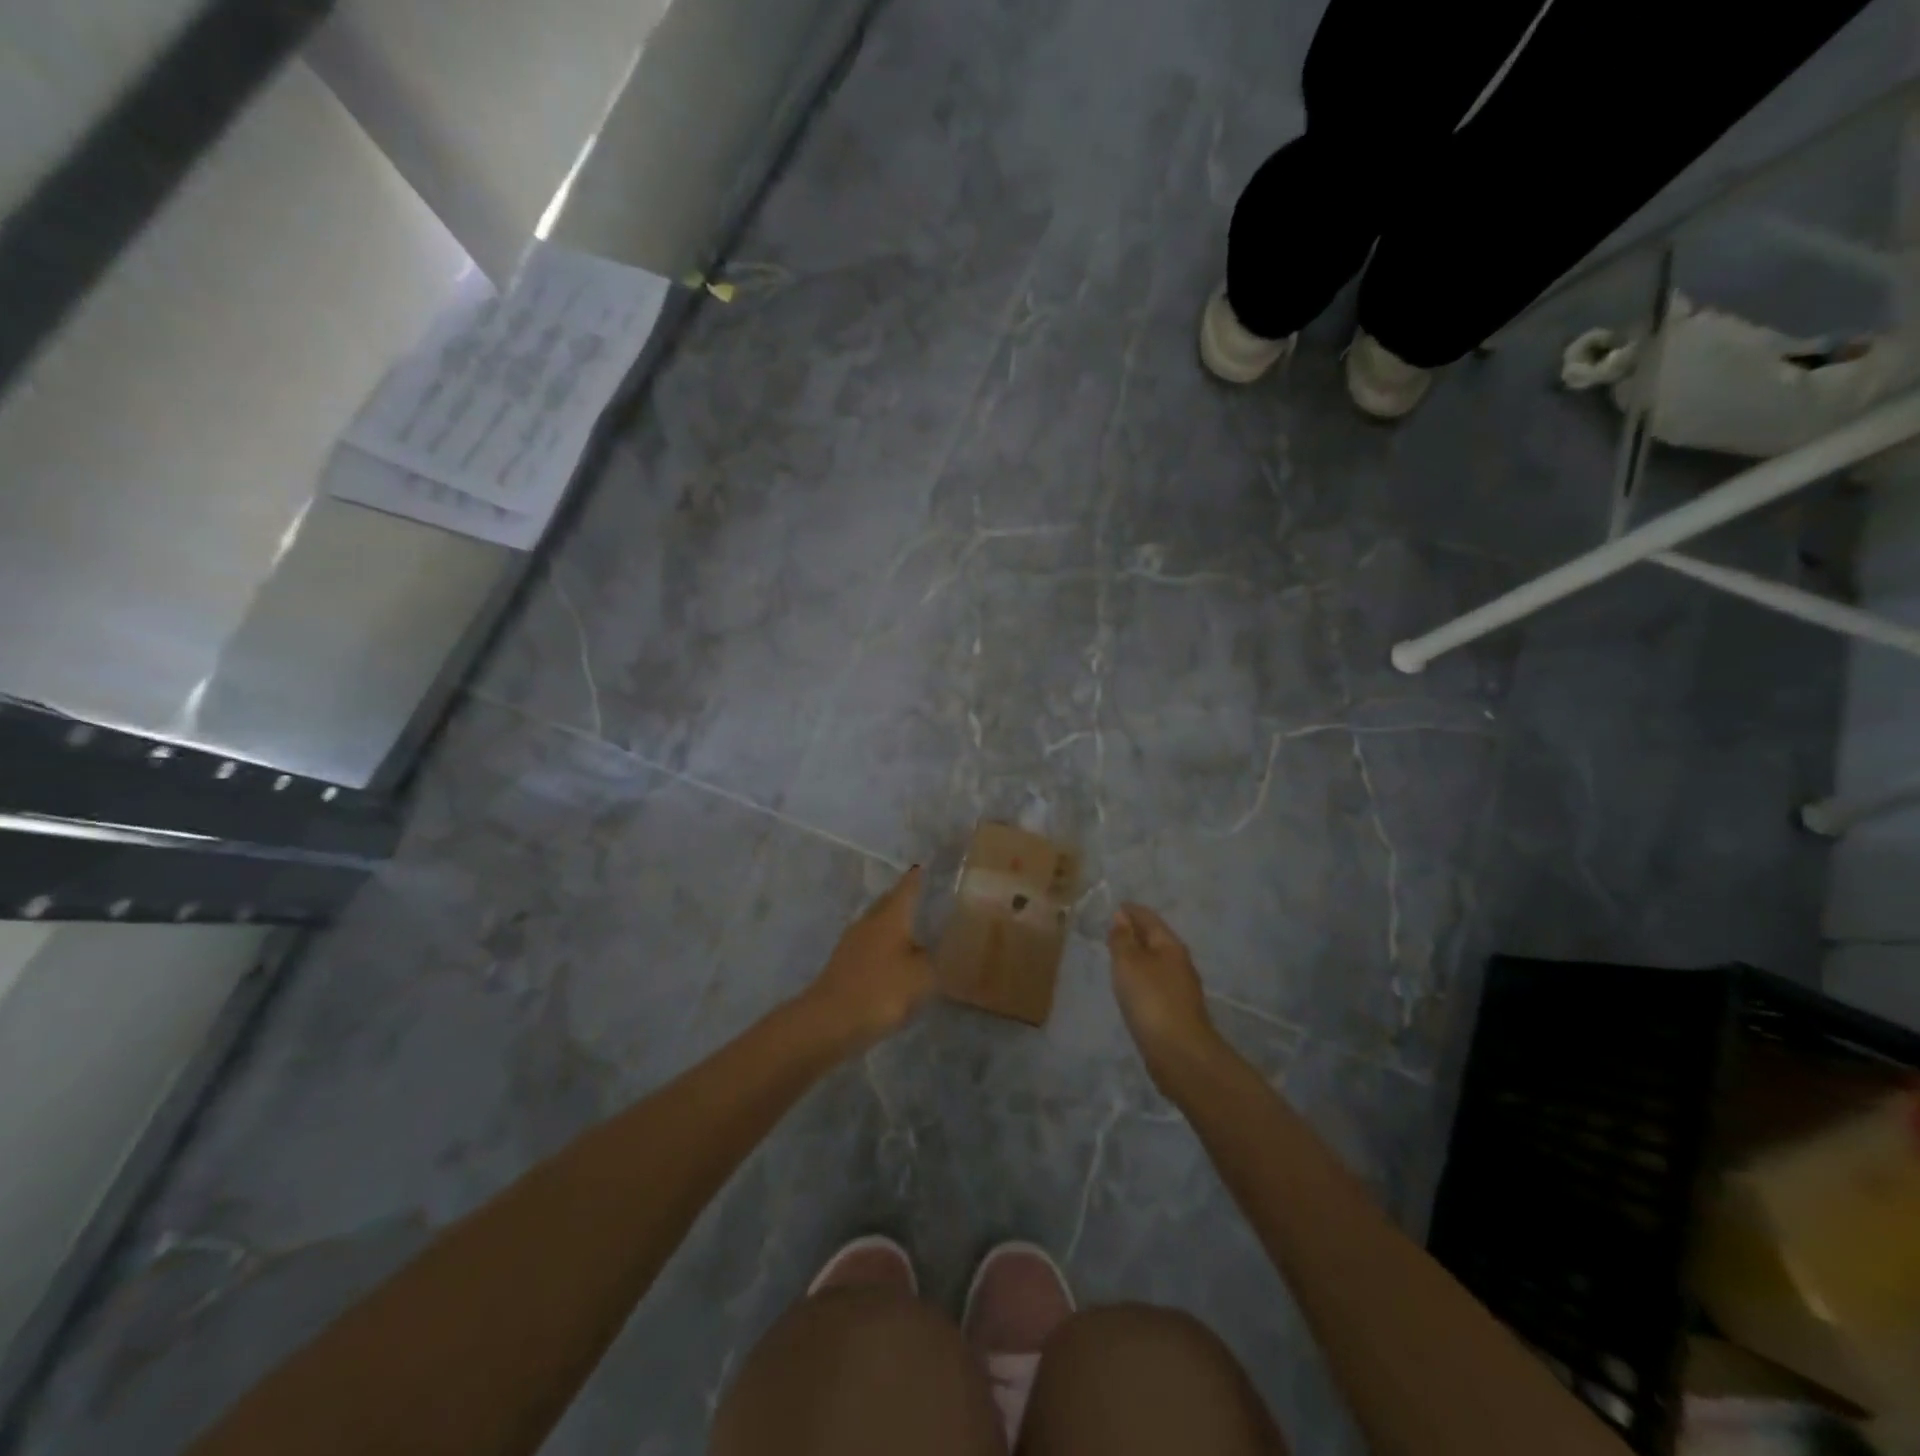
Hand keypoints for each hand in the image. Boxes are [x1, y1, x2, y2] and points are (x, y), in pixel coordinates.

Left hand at [801, 867, 935, 1048]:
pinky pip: (868, 946)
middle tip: (922, 901)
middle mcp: (869, 921)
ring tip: (911, 932)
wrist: (831, 1020)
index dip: (916, 878)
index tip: (922, 867)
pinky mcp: (843, 964)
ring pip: (876, 924)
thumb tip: (928, 950)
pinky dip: (882, 947)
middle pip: (887, 903)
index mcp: (890, 916)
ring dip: (891, 925)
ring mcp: (851, 942)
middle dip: (902, 900)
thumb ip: (931, 959)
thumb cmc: (882, 990)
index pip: (906, 888)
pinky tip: (892, 961)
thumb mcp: (921, 976)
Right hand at [1107, 903, 1222, 1085]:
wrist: (1179, 1053)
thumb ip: (1123, 939)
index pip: (1148, 918)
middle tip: (1112, 929)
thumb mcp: (1129, 963)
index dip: (1131, 910)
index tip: (1115, 905)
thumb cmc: (1151, 999)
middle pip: (1155, 938)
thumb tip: (1122, 915)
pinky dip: (1141, 977)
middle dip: (1135, 932)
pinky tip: (1130, 986)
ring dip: (1138, 956)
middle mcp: (1179, 962)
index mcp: (1170, 945)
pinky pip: (1155, 982)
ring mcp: (1180, 987)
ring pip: (1156, 962)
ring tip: (1117, 956)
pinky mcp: (1176, 1010)